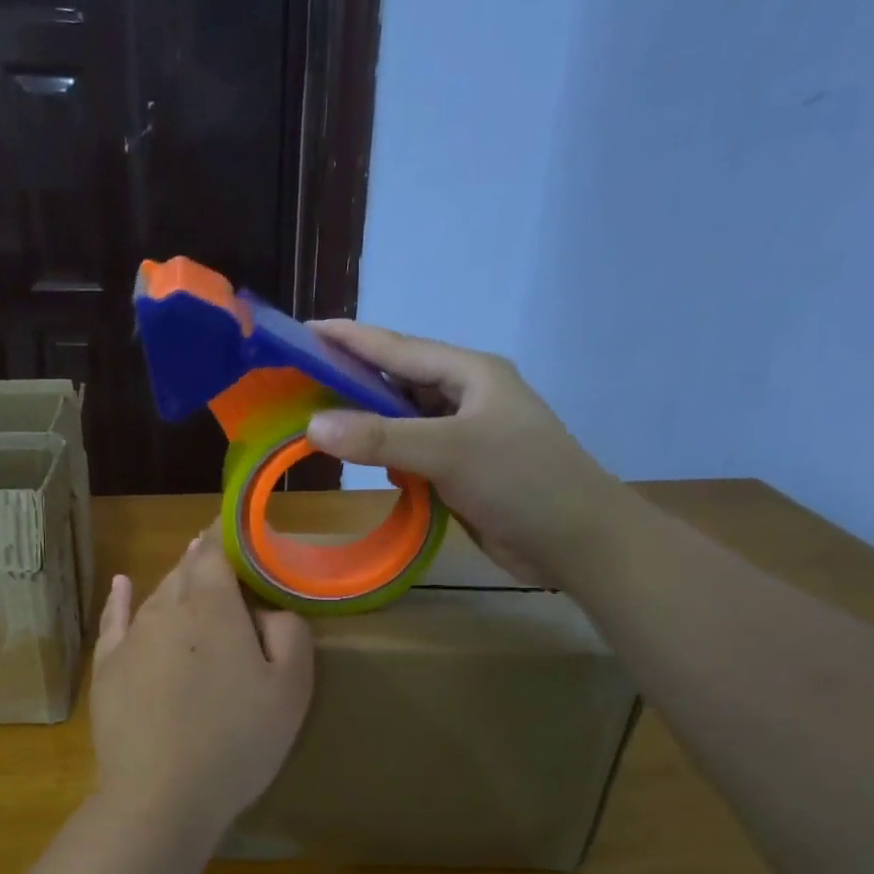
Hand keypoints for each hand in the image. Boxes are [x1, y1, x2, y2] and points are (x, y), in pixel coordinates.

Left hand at [89, 535, 313, 838]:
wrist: (159, 796)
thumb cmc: (236, 741)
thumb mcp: (290, 688)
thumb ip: (288, 631)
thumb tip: (265, 609)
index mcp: (213, 606)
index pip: (218, 549)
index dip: (231, 534)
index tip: (244, 530)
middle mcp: (166, 608)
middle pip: (186, 568)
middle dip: (206, 558)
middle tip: (226, 560)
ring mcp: (130, 637)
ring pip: (157, 594)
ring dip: (176, 581)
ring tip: (191, 572)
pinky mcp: (106, 667)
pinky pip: (114, 620)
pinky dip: (121, 599)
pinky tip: (121, 585)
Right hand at [304, 321, 622, 587]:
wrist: (574, 542)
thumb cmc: (521, 481)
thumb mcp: (449, 452)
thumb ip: (381, 439)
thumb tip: (312, 425)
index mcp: (470, 373)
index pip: (397, 348)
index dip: (349, 339)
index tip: (303, 331)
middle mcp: (466, 397)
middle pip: (397, 382)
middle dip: (352, 381)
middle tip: (299, 382)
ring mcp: (465, 435)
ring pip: (403, 421)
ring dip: (368, 424)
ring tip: (319, 423)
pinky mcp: (462, 471)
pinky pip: (414, 454)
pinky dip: (388, 458)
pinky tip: (366, 466)